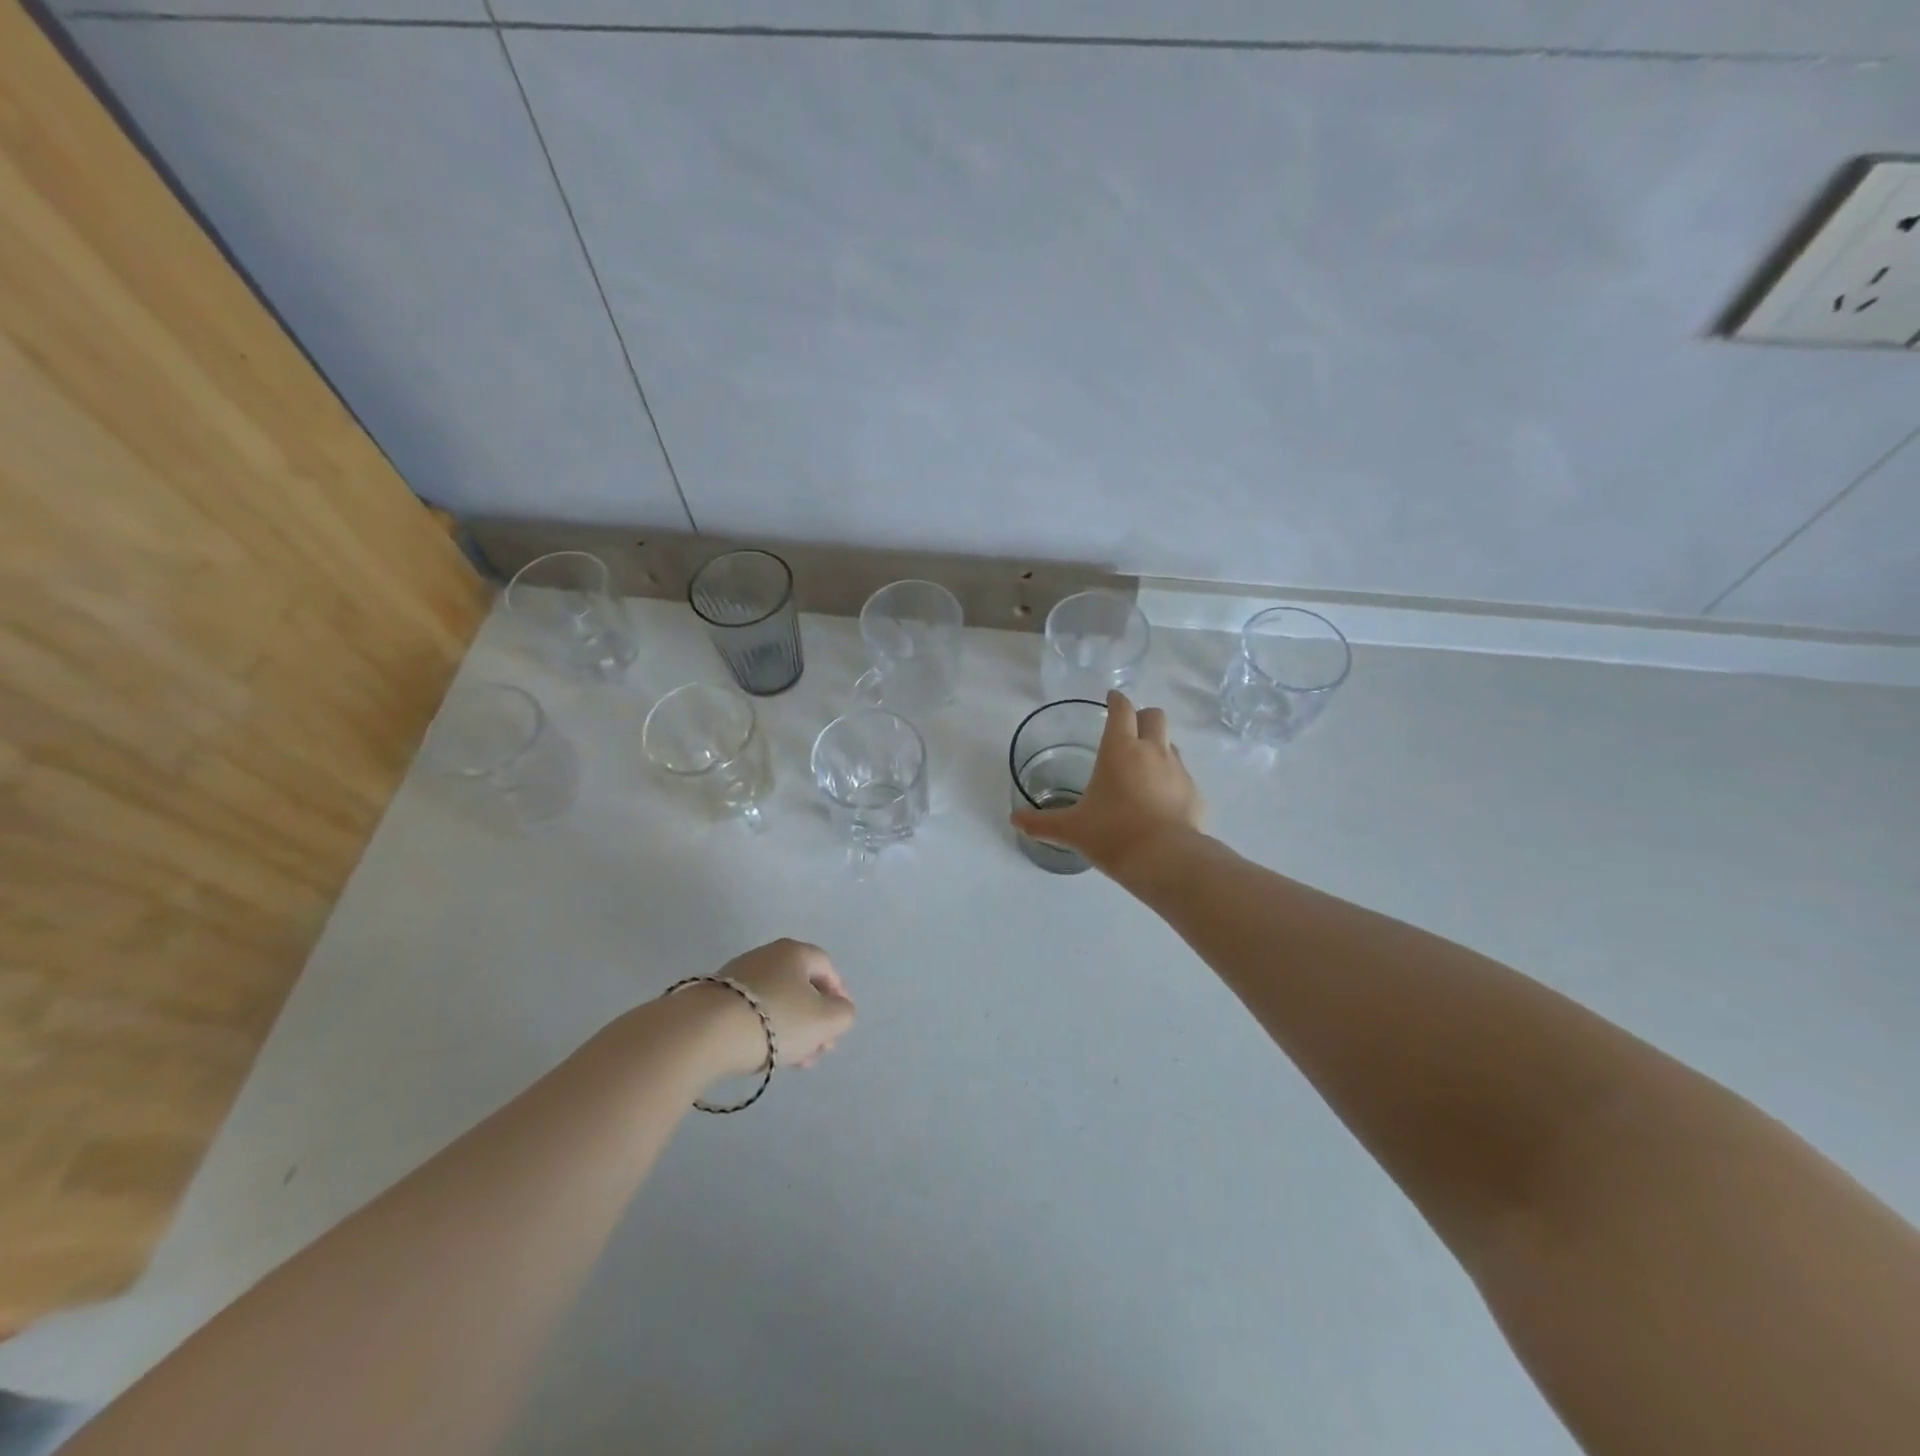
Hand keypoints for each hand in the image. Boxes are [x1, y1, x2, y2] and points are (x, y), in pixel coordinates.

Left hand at [710, 938, 856, 1073]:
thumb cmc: (776, 1019)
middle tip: (819, 1050)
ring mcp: (738, 975)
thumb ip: (843, 1014)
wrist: (705, 1032)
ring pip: (776, 1001)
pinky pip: (751, 1011)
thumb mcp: (825, 1020)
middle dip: (815, 1020)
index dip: (839, 994)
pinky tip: (763, 1055)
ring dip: (791, 1029)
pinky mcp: (715, 997)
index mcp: (795, 952)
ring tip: (793, 1062)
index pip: (827, 967)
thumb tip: (838, 1010)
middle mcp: (767, 955)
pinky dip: (764, 1030)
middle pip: (800, 986)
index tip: (839, 1024)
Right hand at [1009, 690, 1203, 876]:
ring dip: (1158, 747)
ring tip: (1143, 769)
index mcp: (1120, 749)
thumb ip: (1042, 823)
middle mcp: (1152, 751)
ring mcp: (1178, 771)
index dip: (1116, 700)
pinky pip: (1183, 777)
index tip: (1111, 698)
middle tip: (1129, 730)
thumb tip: (1014, 820)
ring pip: (1171, 744)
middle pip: (1154, 716)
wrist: (1165, 860)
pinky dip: (1171, 781)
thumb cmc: (1112, 834)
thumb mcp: (1071, 829)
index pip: (1122, 709)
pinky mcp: (1195, 793)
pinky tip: (1160, 802)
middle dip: (1142, 717)